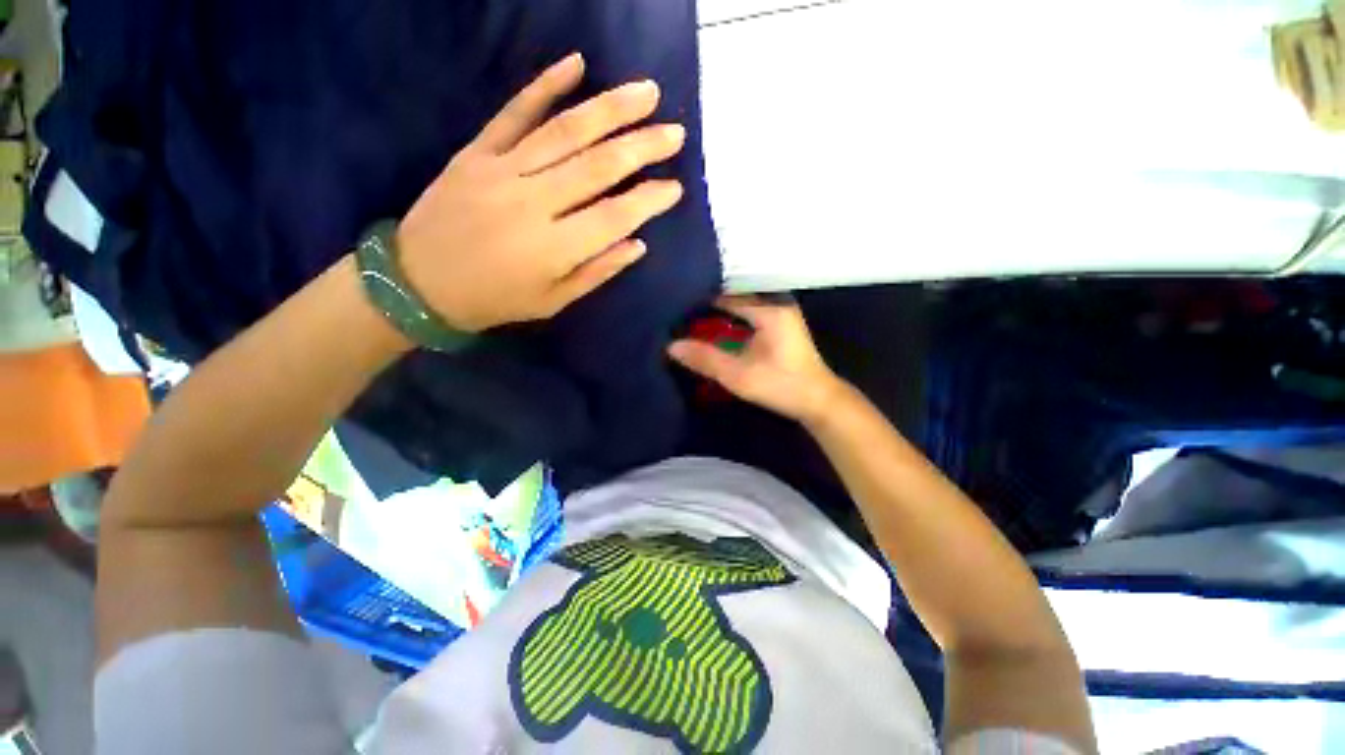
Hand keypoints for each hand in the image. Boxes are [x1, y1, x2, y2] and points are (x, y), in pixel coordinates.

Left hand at [396, 53, 686, 332]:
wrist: (419, 282)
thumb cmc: (495, 299)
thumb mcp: (553, 301)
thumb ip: (596, 272)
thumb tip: (638, 244)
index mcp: (553, 248)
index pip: (614, 216)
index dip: (648, 201)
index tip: (675, 188)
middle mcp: (533, 203)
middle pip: (598, 166)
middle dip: (642, 147)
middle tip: (676, 133)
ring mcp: (502, 170)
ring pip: (564, 131)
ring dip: (610, 109)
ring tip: (647, 93)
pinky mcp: (477, 151)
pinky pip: (514, 113)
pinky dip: (544, 86)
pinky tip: (575, 64)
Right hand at [668, 296, 844, 423]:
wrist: (818, 402)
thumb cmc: (781, 386)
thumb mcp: (739, 375)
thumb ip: (705, 359)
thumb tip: (671, 346)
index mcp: (769, 310)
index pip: (727, 294)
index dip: (701, 298)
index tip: (677, 304)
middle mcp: (776, 303)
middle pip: (735, 295)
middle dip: (709, 302)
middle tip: (680, 308)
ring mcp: (781, 312)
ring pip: (742, 304)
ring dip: (720, 310)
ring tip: (692, 314)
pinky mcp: (781, 324)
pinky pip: (750, 312)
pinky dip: (732, 317)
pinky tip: (716, 325)